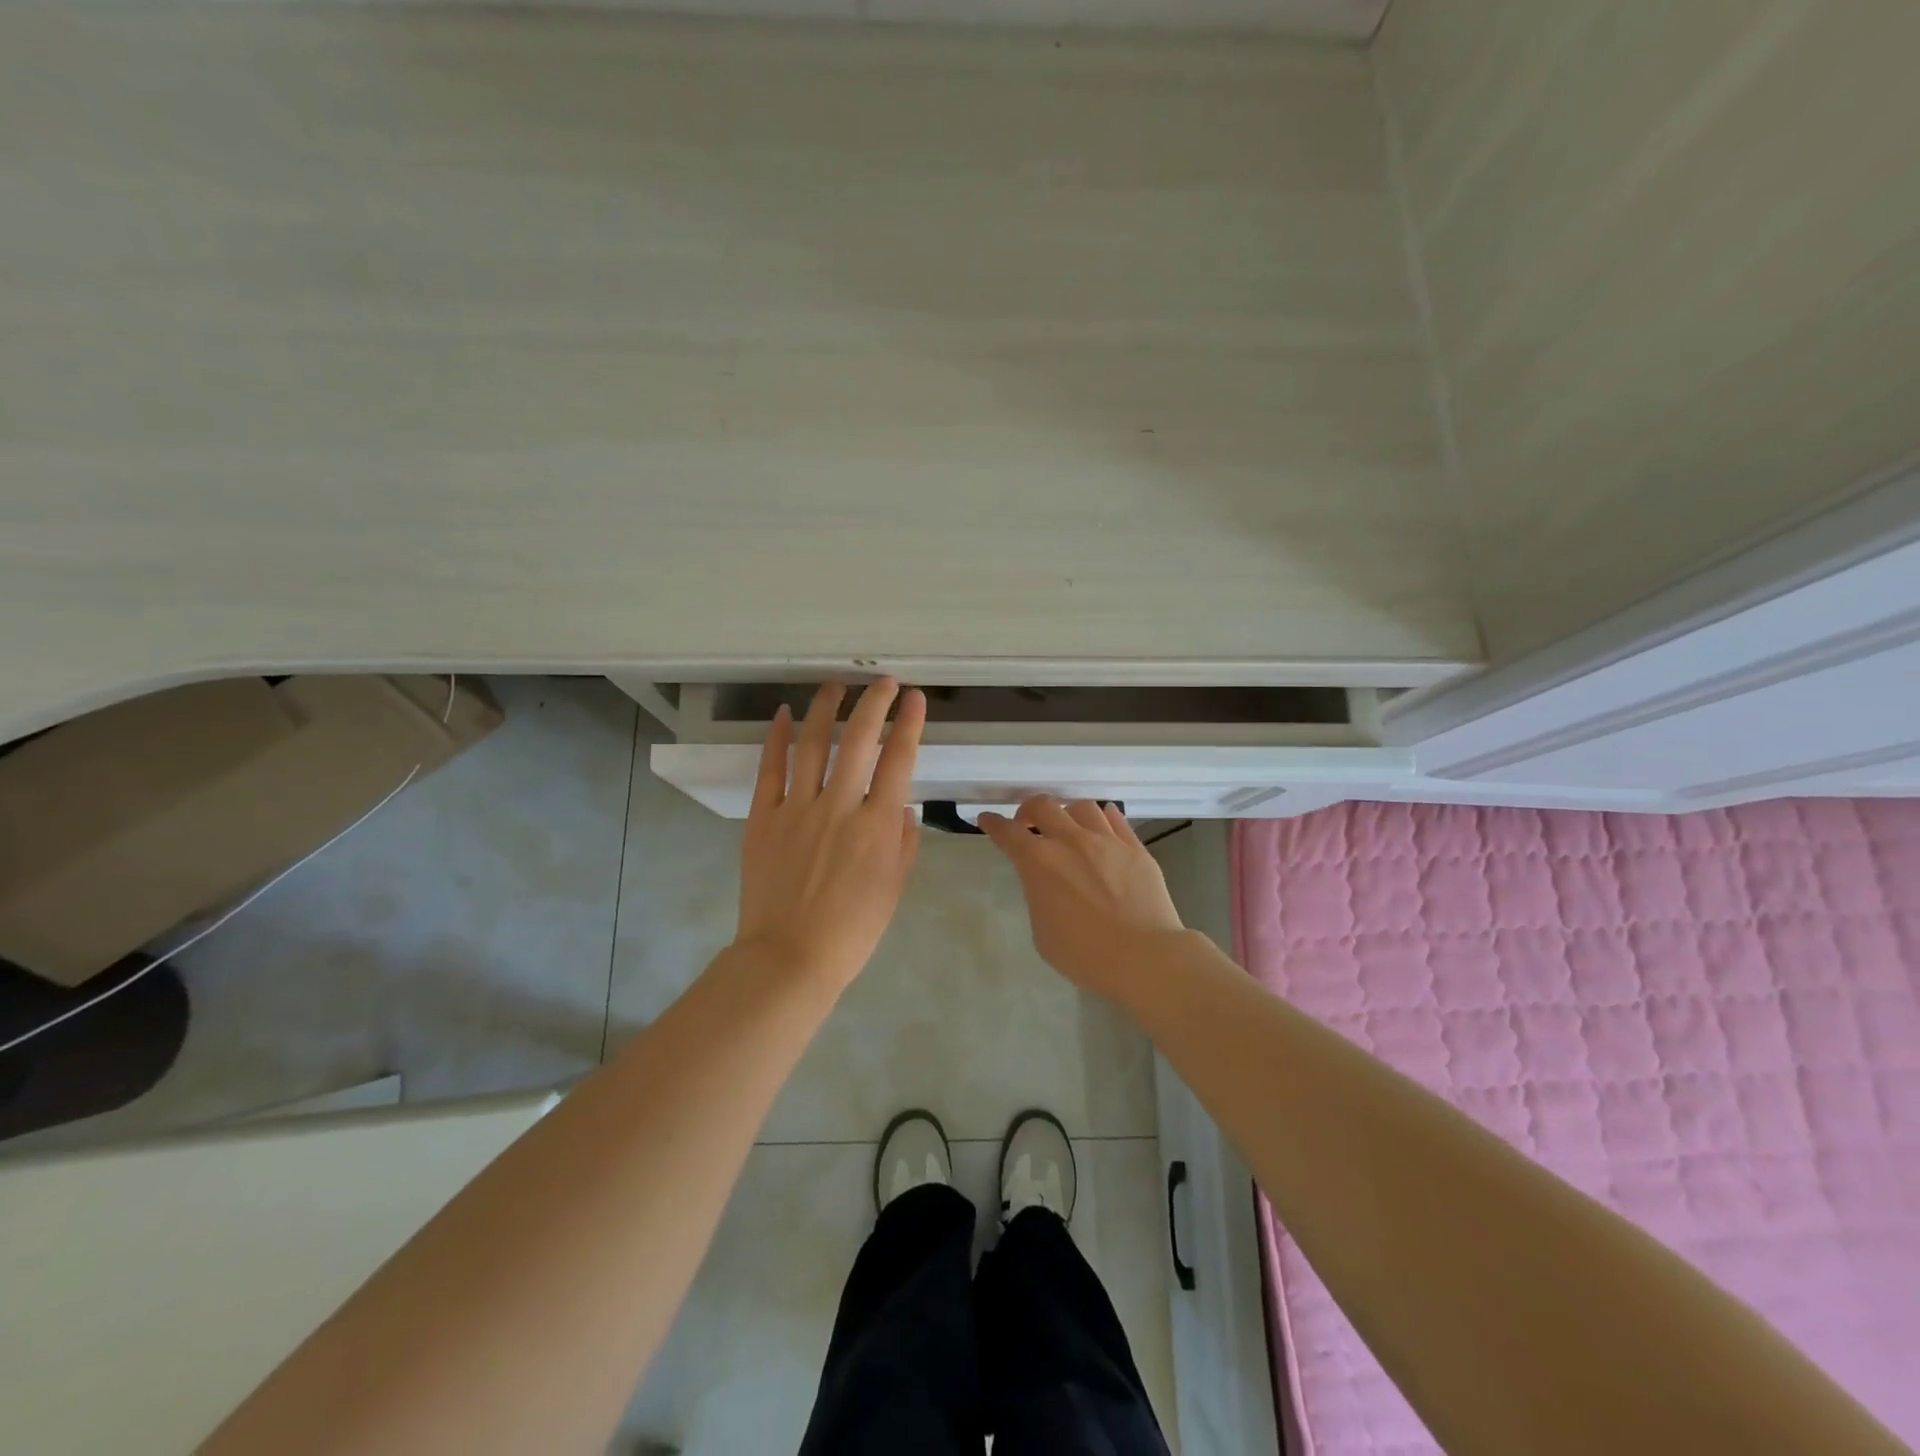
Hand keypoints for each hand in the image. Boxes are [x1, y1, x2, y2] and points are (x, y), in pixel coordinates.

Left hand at [734, 678, 926, 991]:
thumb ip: (903, 844)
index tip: (914, 698)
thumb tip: (903, 807)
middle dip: (874, 703)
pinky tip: (783, 714)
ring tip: (835, 684)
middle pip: (858, 740)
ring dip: (825, 708)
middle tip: (882, 681)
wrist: (790, 958)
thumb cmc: (851, 931)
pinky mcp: (764, 818)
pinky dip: (776, 739)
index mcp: (877, 826)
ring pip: (812, 744)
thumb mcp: (893, 890)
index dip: (909, 723)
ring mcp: (797, 809)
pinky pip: (770, 770)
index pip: (899, 760)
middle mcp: (839, 806)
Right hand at [978, 796, 1184, 999]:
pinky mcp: (1135, 848)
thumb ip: (1039, 896)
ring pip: (1082, 807)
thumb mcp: (1043, 932)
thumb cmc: (1085, 955)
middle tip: (1028, 824)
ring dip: (1067, 814)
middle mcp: (1071, 841)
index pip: (1008, 833)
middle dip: (1028, 810)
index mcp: (1039, 863)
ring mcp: (1106, 841)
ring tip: (1068, 828)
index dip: (993, 824)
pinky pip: (1116, 819)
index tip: (987, 820)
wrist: (1144, 957)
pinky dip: (1103, 818)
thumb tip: (1047, 883)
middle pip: (1043, 806)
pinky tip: (1101, 825)